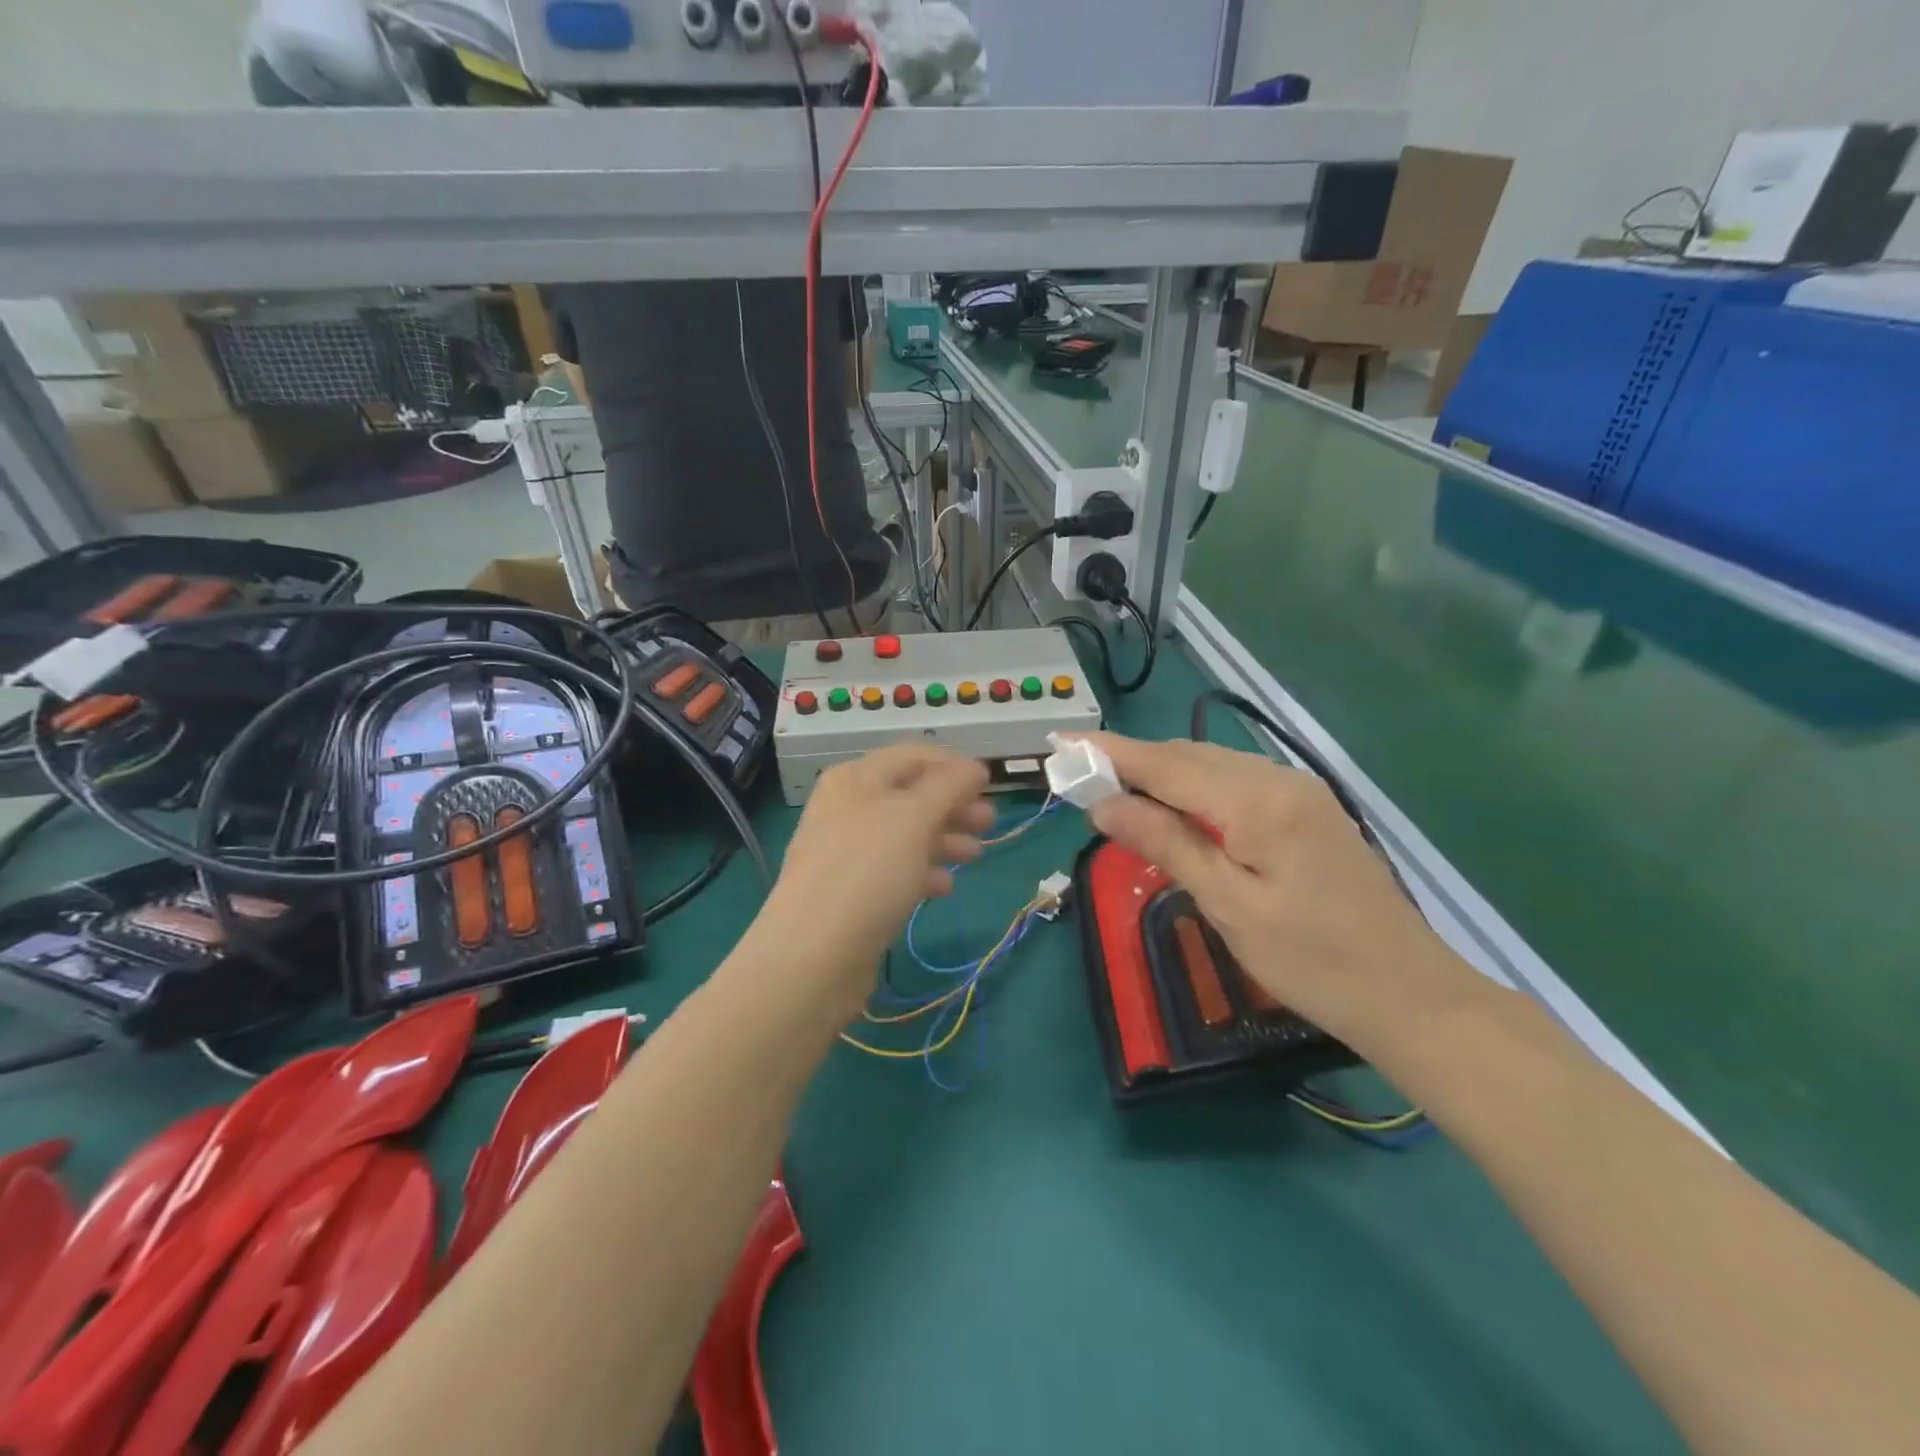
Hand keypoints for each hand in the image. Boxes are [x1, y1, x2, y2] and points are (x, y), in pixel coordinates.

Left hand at [750, 744, 991, 1023]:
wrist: (812, 956)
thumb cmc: (867, 873)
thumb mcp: (913, 818)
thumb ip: (948, 786)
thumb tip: (974, 767)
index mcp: (856, 778)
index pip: (913, 756)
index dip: (953, 765)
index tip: (991, 783)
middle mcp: (848, 808)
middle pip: (911, 795)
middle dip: (953, 805)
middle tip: (990, 821)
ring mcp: (847, 852)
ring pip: (905, 834)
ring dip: (944, 838)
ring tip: (976, 854)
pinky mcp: (850, 891)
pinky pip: (893, 870)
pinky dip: (922, 871)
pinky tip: (944, 888)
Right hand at [1080, 734, 1482, 1049]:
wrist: (1410, 993)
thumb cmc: (1312, 960)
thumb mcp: (1228, 904)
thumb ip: (1166, 843)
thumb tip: (1104, 804)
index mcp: (1257, 800)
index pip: (1166, 764)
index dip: (1110, 752)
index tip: (1061, 743)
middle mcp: (1278, 778)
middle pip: (1188, 756)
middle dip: (1132, 762)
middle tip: (1080, 777)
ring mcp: (1298, 791)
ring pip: (1213, 766)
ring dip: (1162, 774)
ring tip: (1115, 791)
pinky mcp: (1307, 810)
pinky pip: (1236, 783)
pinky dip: (1194, 789)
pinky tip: (1175, 810)